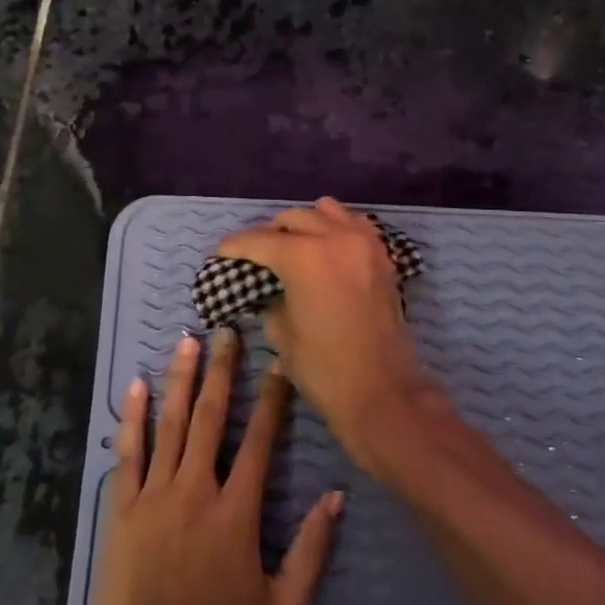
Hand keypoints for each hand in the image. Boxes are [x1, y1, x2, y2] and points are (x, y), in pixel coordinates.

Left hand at [89, 329, 341, 604]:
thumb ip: (310, 550)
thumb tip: (334, 496)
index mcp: (236, 511)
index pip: (259, 442)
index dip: (271, 400)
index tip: (278, 365)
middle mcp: (196, 489)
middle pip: (212, 418)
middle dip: (222, 372)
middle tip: (226, 332)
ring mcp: (155, 494)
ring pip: (171, 423)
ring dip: (181, 379)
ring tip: (188, 342)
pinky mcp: (122, 506)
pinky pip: (128, 452)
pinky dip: (133, 417)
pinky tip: (136, 386)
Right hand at [216, 197, 435, 469]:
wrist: (384, 393)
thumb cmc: (324, 368)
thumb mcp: (281, 334)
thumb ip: (272, 300)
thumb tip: (272, 291)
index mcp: (303, 256)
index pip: (258, 240)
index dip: (235, 246)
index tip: (220, 253)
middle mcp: (334, 237)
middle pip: (292, 218)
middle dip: (269, 233)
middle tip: (256, 255)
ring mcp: (363, 243)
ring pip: (325, 212)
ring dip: (305, 224)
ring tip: (293, 245)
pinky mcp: (382, 256)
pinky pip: (354, 225)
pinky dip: (336, 228)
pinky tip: (327, 247)